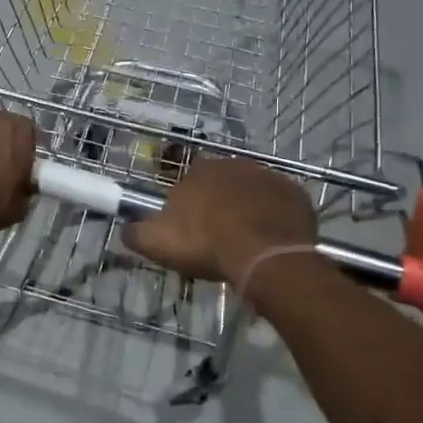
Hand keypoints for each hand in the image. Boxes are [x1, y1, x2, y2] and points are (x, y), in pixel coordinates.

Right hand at [123, 158, 315, 285]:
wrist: (264, 257)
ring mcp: (270, 177)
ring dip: (248, 209)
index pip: (188, 181)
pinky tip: (270, 240)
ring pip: (253, 192)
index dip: (188, 205)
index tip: (188, 229)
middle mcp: (235, 165)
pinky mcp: (296, 195)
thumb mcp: (156, 243)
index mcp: (199, 171)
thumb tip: (125, 227)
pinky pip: (281, 205)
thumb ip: (135, 232)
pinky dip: (275, 218)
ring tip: (245, 241)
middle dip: (219, 204)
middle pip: (223, 184)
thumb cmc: (206, 245)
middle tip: (217, 236)